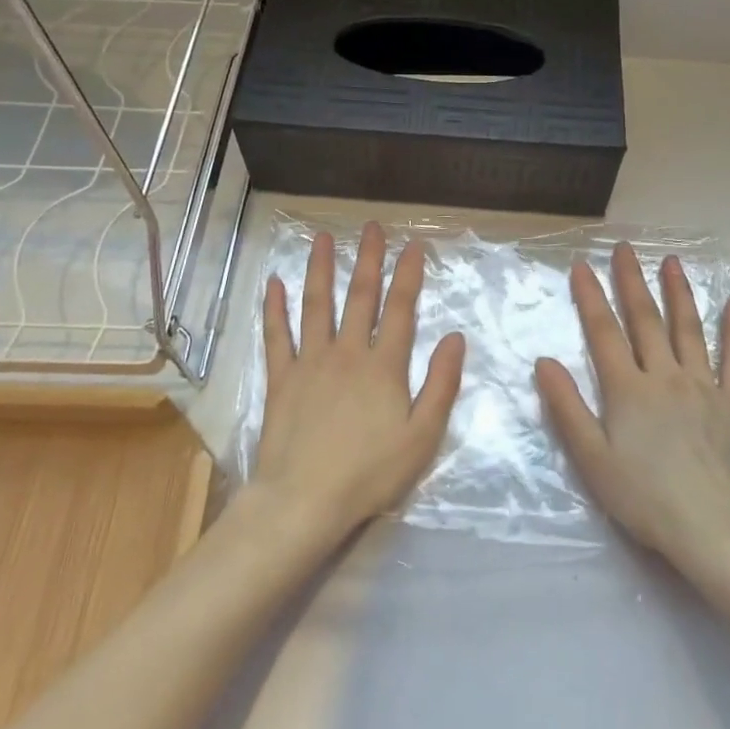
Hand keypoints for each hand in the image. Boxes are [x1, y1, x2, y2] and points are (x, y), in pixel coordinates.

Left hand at [253, 222, 465, 545]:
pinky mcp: (281, 378)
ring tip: (321, 238)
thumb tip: (455, 337)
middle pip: (360, 296)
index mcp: (383, 365)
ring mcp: (310, 362)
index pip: (400, 309)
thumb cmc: (370, 472)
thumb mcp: (422, 436)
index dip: (408, 274)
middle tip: (370, 227)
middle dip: (367, 259)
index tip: (414, 245)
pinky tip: (274, 283)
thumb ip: (441, 384)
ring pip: (316, 305)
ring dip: (320, 269)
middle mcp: (347, 352)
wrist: (304, 501)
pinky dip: (274, 308)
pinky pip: (276, 336)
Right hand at [536, 244, 729, 577]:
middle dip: (632, 281)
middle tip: (625, 248)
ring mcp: (704, 387)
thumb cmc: (646, 498)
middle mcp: (666, 376)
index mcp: (629, 389)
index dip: (591, 297)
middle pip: (646, 320)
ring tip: (672, 261)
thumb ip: (567, 408)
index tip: (582, 265)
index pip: (604, 332)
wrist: (716, 530)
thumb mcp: (592, 459)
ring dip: (679, 292)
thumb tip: (545, 362)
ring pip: (689, 329)